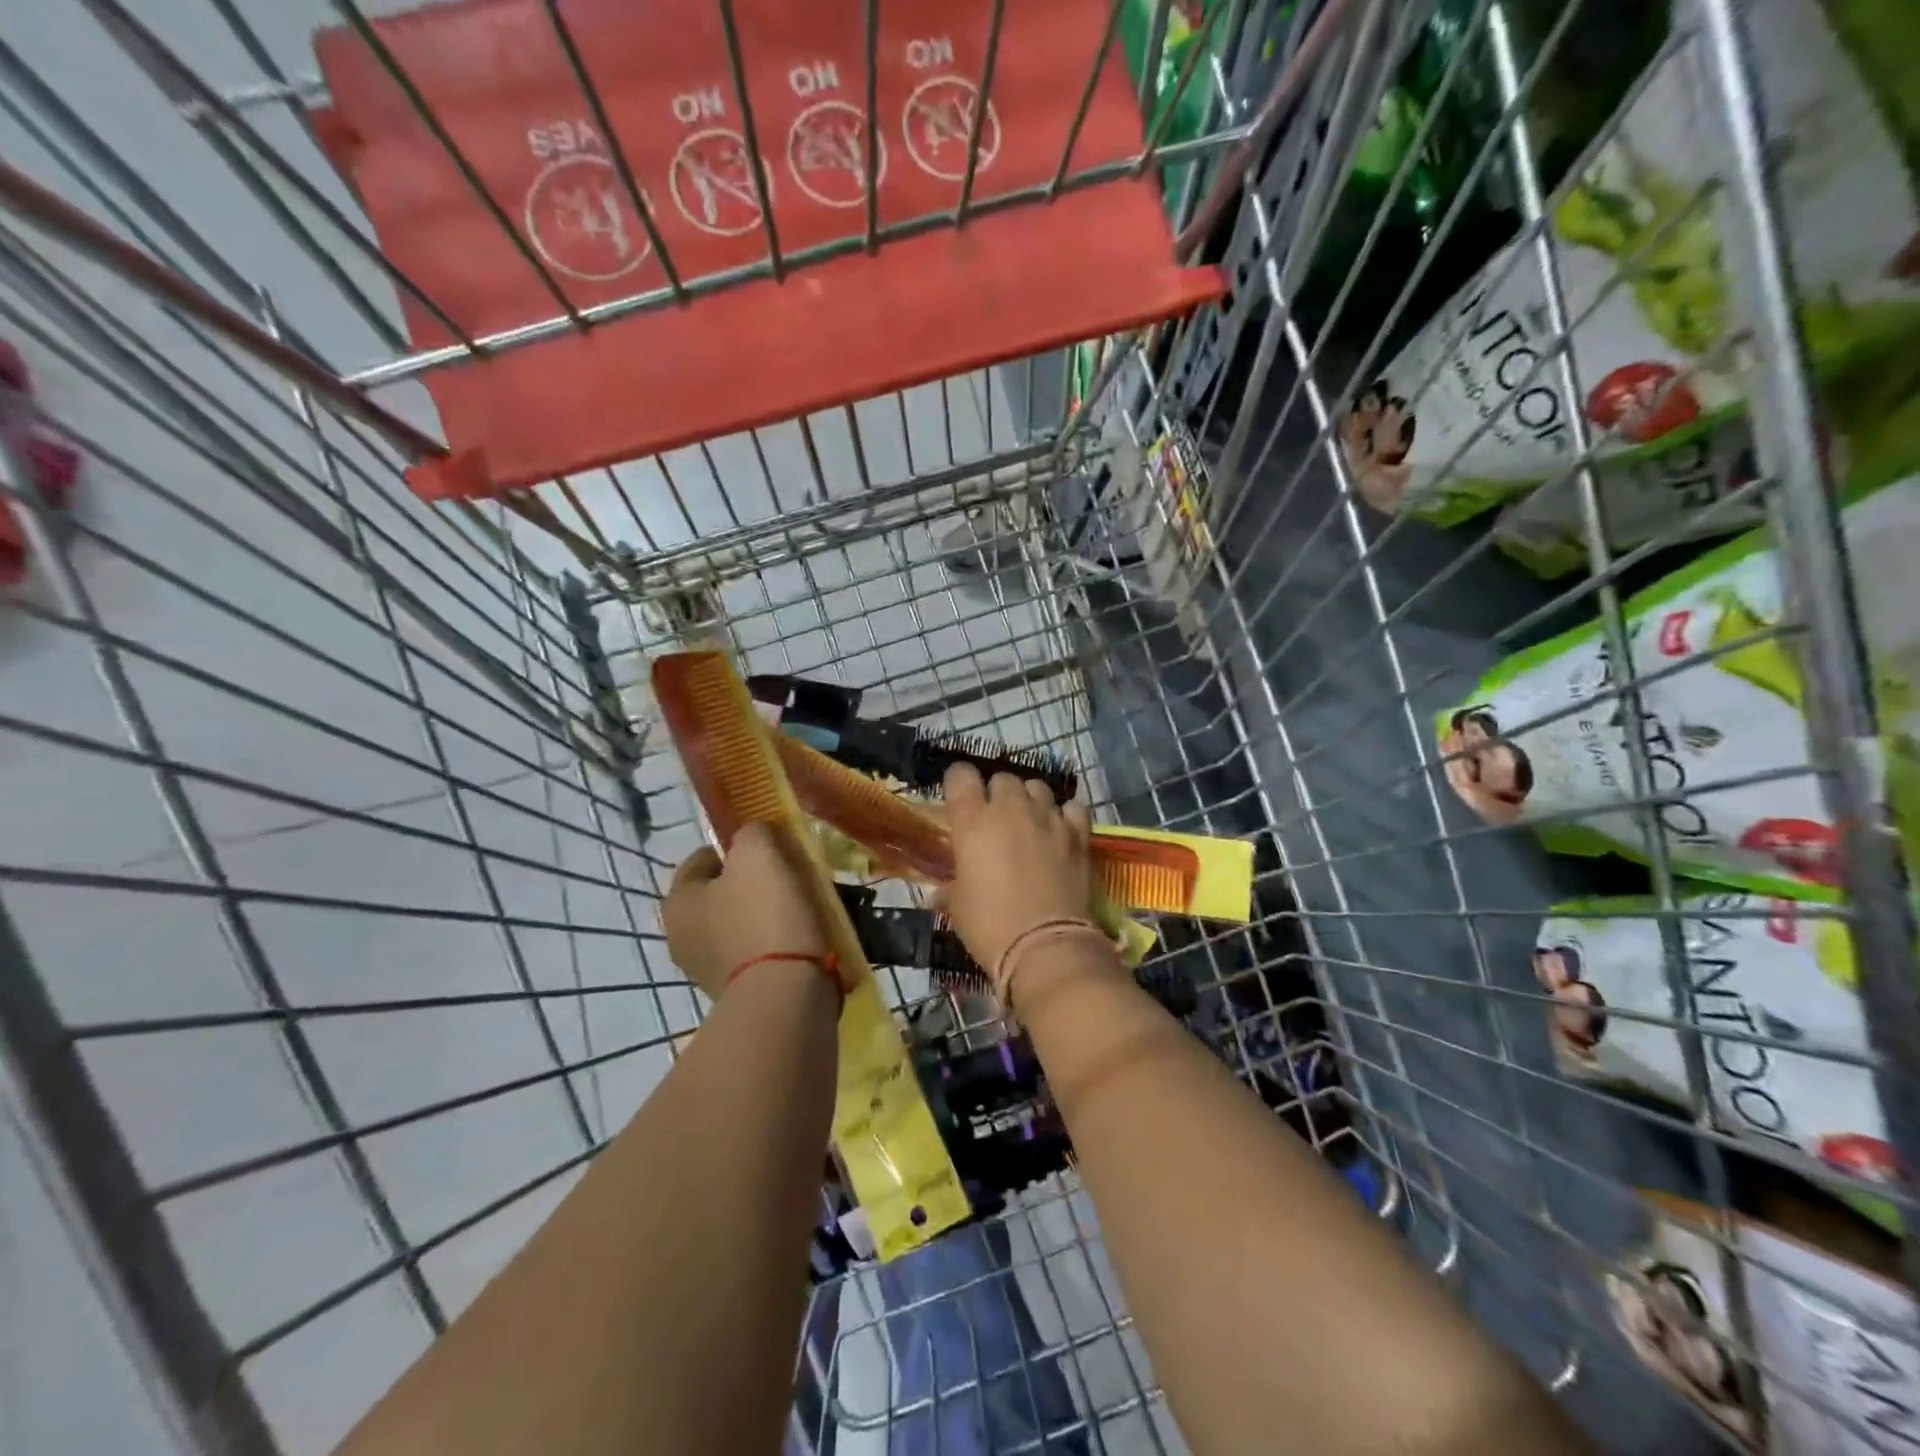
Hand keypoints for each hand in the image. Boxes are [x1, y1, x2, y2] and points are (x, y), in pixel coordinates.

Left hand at [662, 821, 830, 1000]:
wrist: (785, 993)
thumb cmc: (765, 915)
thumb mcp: (758, 853)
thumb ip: (752, 833)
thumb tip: (754, 836)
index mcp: (677, 901)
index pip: (702, 858)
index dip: (735, 847)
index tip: (770, 849)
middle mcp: (681, 937)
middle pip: (720, 893)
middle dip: (751, 882)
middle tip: (787, 876)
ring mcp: (707, 969)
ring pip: (739, 923)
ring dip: (765, 913)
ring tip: (800, 908)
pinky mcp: (736, 993)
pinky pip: (755, 952)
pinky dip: (774, 943)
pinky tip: (799, 938)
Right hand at [941, 762, 1094, 974]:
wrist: (1046, 946)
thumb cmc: (990, 926)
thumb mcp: (958, 908)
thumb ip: (949, 889)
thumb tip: (940, 894)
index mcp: (973, 821)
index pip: (960, 775)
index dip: (958, 784)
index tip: (958, 799)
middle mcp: (1010, 809)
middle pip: (1002, 778)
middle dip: (996, 793)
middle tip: (994, 819)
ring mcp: (1048, 818)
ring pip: (1037, 787)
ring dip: (1030, 799)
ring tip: (1028, 821)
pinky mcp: (1078, 834)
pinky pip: (1071, 808)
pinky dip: (1065, 814)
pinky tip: (1061, 830)